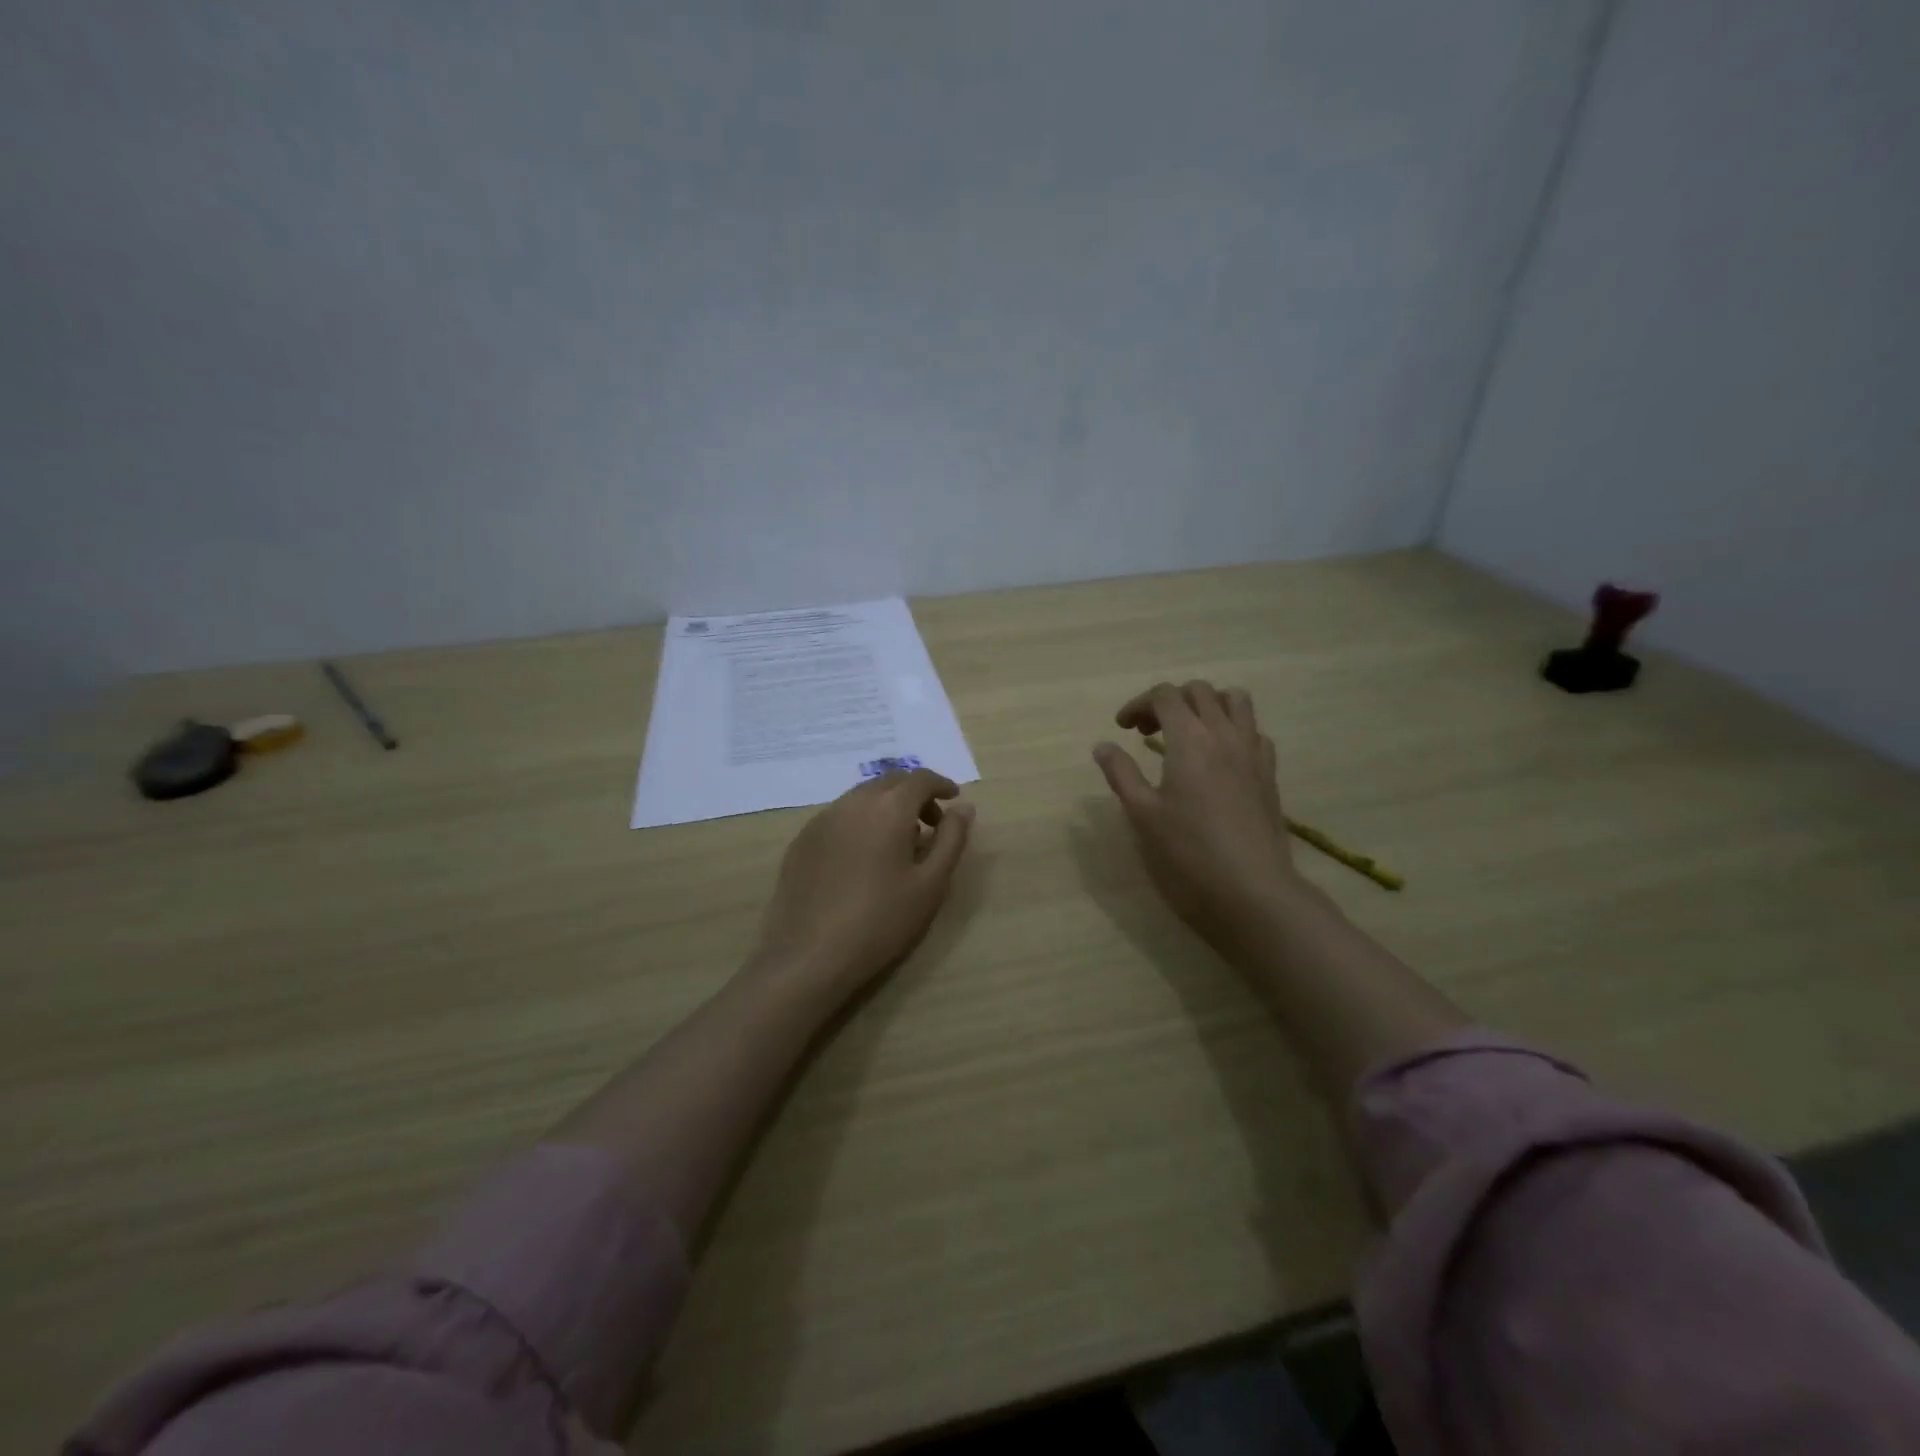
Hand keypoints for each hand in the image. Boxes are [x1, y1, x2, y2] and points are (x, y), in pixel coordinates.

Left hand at [751, 768, 975, 999]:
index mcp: (888, 808)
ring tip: (898, 843)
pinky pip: (839, 816)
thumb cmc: (881, 920)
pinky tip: (862, 857)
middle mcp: (852, 802)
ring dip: (885, 806)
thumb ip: (951, 839)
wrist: (810, 955)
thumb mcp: (931, 884)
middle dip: (914, 793)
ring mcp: (821, 819)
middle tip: (930, 823)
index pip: (920, 779)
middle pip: (889, 782)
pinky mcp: (802, 840)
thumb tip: (963, 808)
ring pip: (861, 797)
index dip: (941, 784)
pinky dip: (860, 822)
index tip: (954, 799)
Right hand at [1092, 682, 1303, 952]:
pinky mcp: (1269, 774)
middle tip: (1148, 732)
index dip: (1138, 704)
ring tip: (1188, 733)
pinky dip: (1233, 730)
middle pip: (1199, 691)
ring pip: (1236, 701)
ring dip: (1208, 705)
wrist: (1251, 889)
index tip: (1122, 729)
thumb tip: (1103, 746)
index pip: (1164, 696)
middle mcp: (1224, 734)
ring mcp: (1252, 752)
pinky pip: (1254, 731)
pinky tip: (1219, 759)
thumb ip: (1121, 773)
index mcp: (1189, 739)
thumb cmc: (1188, 852)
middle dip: (1170, 701)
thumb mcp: (1142, 813)